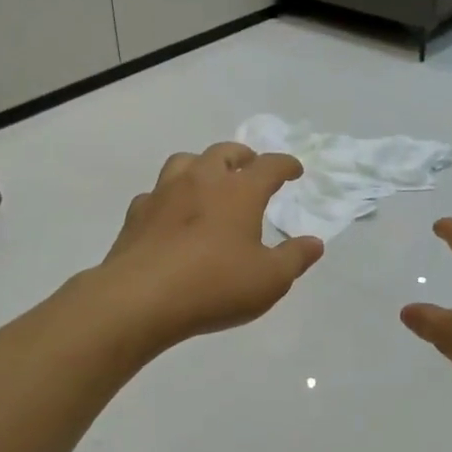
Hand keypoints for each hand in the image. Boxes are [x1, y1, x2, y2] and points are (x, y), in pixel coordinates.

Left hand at [97, 143, 323, 351]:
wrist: (141, 299)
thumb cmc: (215, 285)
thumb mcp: (270, 280)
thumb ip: (295, 258)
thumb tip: (315, 242)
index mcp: (239, 191)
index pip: (269, 166)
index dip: (286, 165)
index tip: (295, 170)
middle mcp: (201, 181)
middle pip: (224, 153)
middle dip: (243, 156)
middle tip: (251, 167)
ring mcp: (164, 194)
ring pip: (185, 162)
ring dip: (202, 166)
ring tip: (210, 181)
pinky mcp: (137, 214)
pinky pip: (156, 192)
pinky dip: (170, 196)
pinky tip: (172, 214)